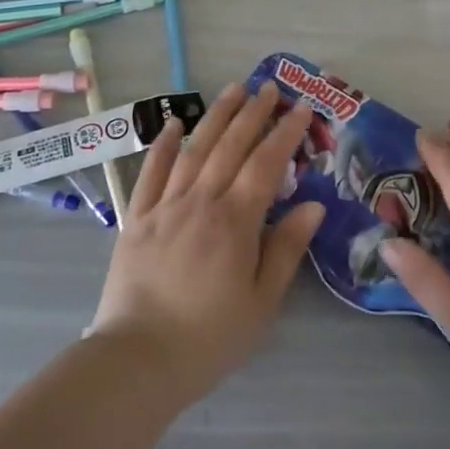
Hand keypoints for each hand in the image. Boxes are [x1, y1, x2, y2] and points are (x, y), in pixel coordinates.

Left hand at [89, 82, 325, 406]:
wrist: (137, 361)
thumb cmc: (209, 337)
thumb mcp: (262, 302)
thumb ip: (286, 249)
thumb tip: (313, 204)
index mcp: (235, 221)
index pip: (266, 163)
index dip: (285, 132)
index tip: (301, 108)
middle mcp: (201, 201)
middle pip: (231, 146)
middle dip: (253, 112)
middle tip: (269, 87)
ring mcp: (165, 206)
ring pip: (194, 149)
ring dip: (215, 116)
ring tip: (233, 89)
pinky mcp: (136, 219)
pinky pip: (151, 172)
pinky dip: (162, 145)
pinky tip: (172, 123)